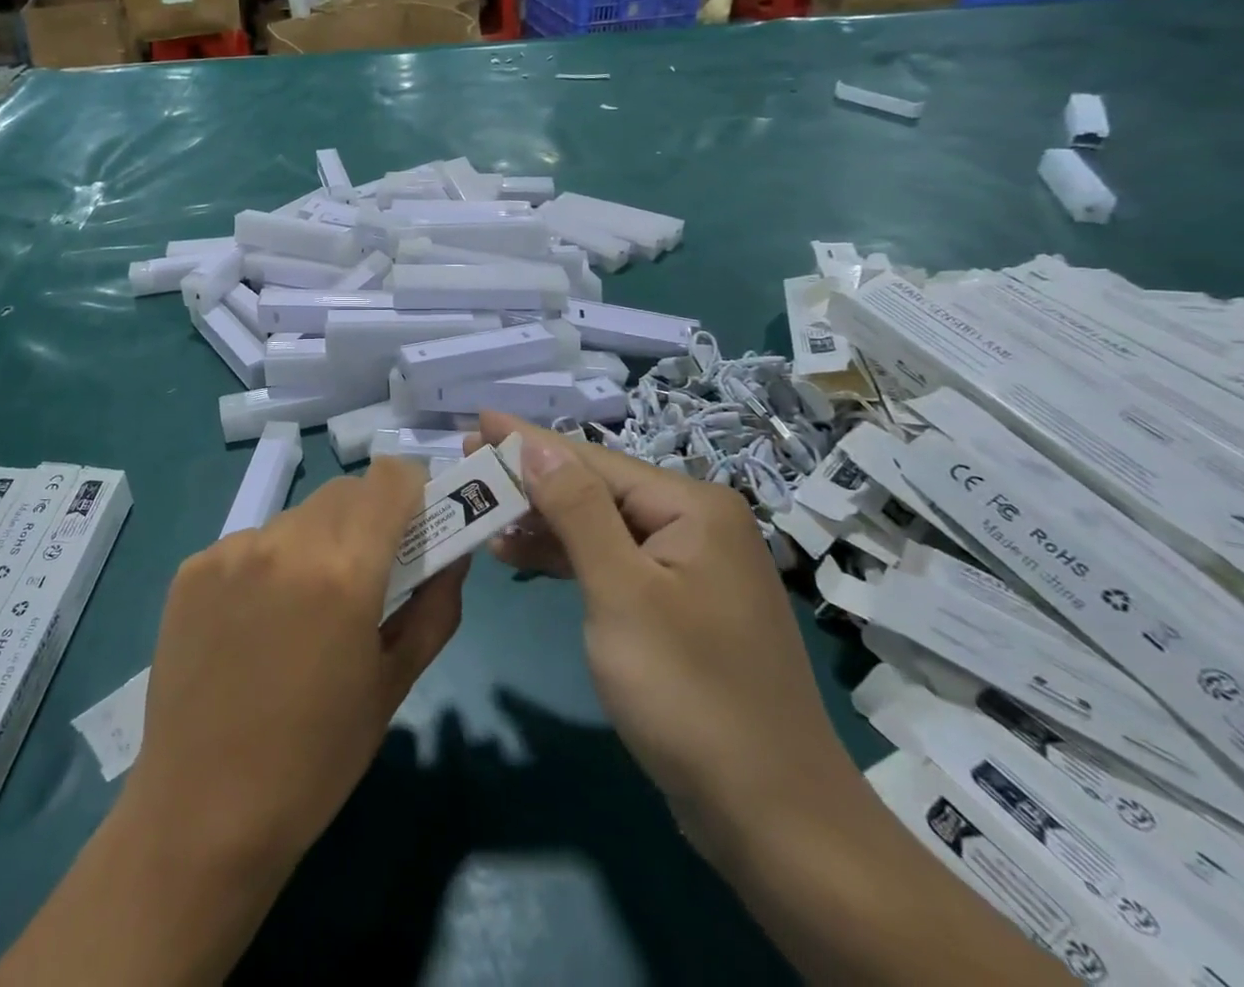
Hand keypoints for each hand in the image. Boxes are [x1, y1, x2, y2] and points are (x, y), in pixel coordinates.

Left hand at [125, 458, 467, 878]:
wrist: (203, 813)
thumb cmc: (316, 759)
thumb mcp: (393, 686)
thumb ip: (433, 609)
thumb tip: (452, 556)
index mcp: (345, 571)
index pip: (390, 477)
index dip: (410, 490)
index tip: (413, 522)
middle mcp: (286, 543)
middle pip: (343, 493)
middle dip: (365, 518)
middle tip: (363, 574)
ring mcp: (231, 552)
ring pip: (295, 517)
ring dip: (313, 543)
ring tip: (301, 608)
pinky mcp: (192, 568)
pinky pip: (247, 544)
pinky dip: (265, 565)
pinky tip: (253, 623)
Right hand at [478, 413, 855, 840]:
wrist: (775, 821)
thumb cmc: (690, 694)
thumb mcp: (621, 593)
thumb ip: (577, 509)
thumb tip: (535, 444)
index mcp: (693, 508)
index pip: (592, 460)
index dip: (527, 441)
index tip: (475, 422)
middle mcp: (697, 525)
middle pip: (596, 488)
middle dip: (530, 480)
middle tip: (468, 463)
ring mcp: (690, 569)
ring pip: (601, 527)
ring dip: (542, 522)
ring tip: (483, 509)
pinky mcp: (679, 608)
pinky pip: (612, 563)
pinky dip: (568, 559)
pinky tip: (521, 555)